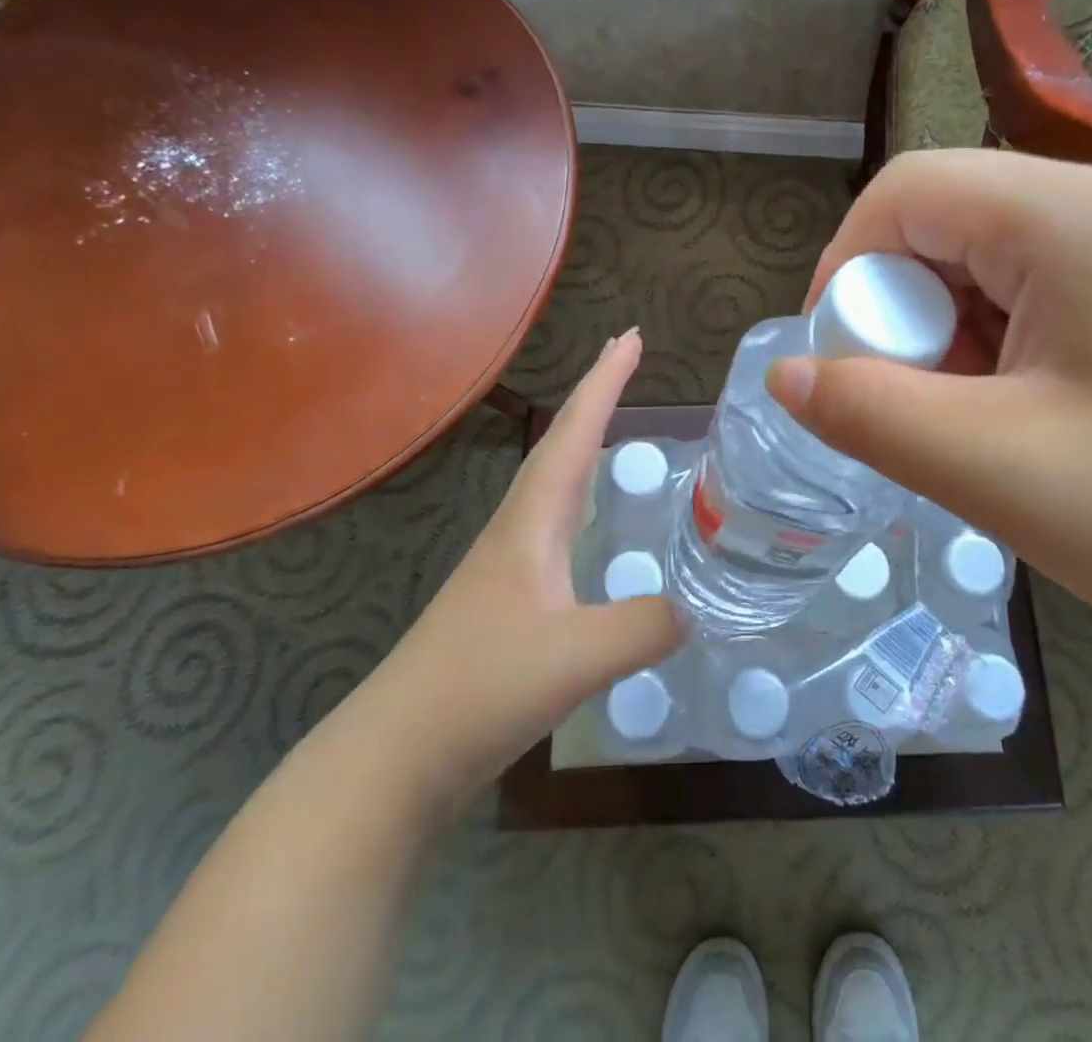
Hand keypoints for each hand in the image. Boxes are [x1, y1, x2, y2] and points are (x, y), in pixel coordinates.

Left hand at [393, 329, 685, 797]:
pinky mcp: (509, 602)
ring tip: (613, 421)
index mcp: (532, 521)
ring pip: (554, 483)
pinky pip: (557, 526)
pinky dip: (580, 497)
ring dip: (583, 441)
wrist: (395, 756)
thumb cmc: (479, 688)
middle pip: (561, 445)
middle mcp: (519, 529)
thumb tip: (696, 608)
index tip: (629, 336)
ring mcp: (510, 566)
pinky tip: (592, 522)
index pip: (574, 434)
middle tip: (625, 358)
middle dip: (594, 396)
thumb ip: (646, 624)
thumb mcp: (577, 656)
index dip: (604, 383)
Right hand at [765, 149, 1091, 675]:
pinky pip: (1031, 283)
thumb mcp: (992, 471)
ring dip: (947, 330)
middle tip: (913, 402)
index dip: (847, 266)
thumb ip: (868, 413)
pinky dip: (993, 339)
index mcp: (1078, 218)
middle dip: (900, 307)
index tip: (838, 357)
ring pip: (982, 255)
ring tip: (972, 417)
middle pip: (945, 218)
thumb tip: (785, 374)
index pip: (909, 191)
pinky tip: (1019, 409)